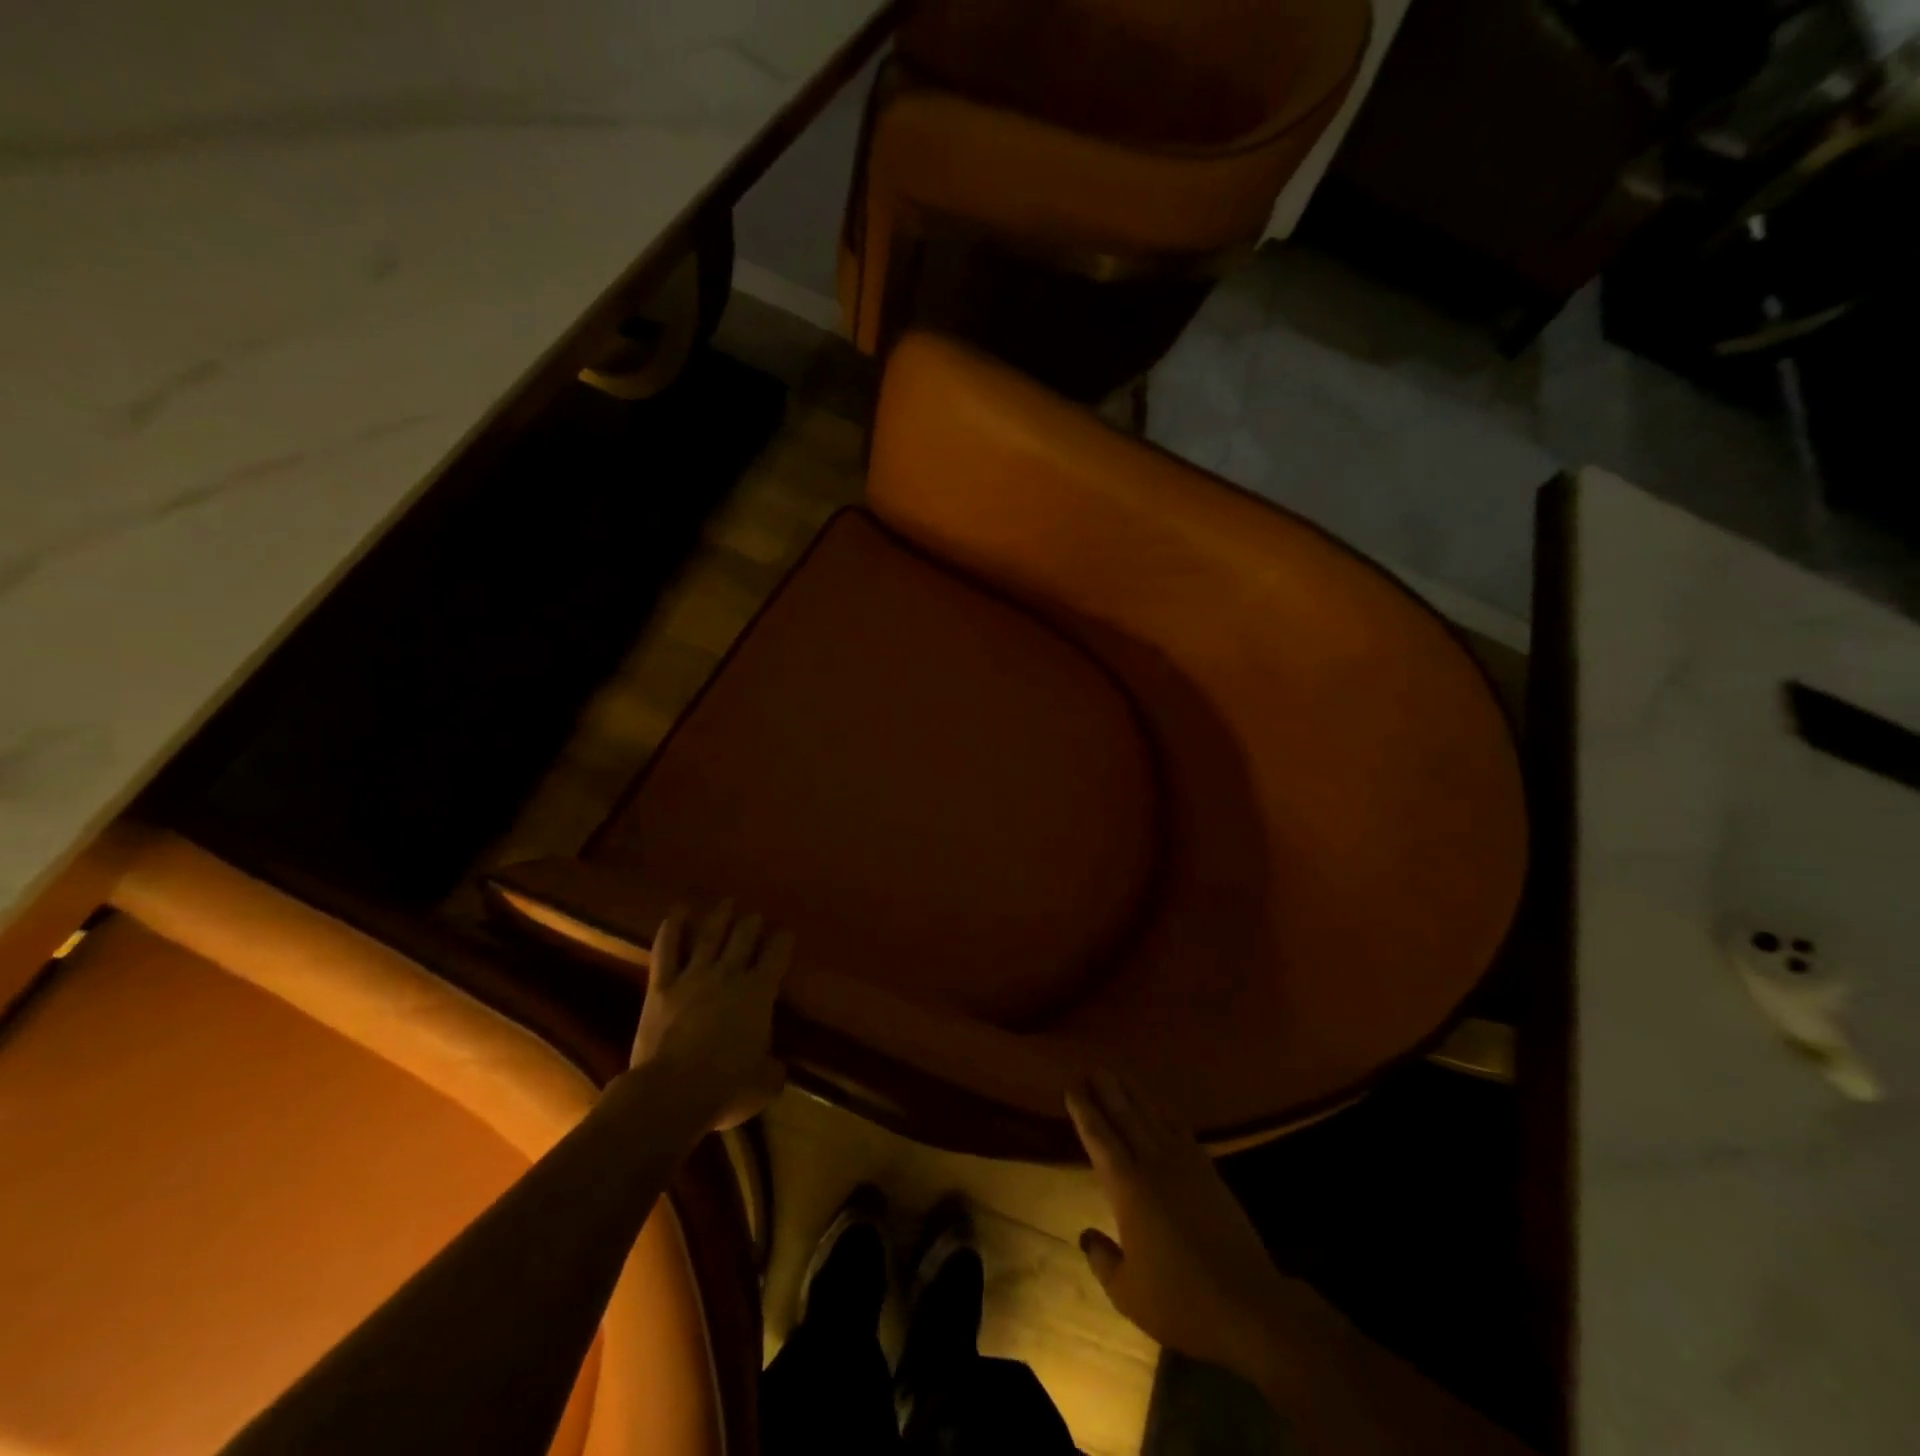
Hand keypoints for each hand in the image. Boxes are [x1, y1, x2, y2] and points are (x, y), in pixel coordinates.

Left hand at [629, 899, 792, 1131]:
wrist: (671, 1093)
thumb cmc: (726, 1088)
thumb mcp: (764, 1084)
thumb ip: (772, 1070)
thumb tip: (776, 1068)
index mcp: (760, 993)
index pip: (777, 955)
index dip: (783, 941)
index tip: (787, 933)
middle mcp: (730, 975)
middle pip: (744, 937)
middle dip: (752, 923)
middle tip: (756, 915)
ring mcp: (693, 977)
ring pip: (710, 936)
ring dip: (720, 917)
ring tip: (727, 902)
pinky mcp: (662, 987)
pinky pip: (667, 950)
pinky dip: (672, 928)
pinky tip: (677, 911)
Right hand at [1066, 1070, 1344, 1381]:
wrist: (1248, 1304)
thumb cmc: (1181, 1301)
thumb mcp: (1128, 1293)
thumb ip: (1103, 1259)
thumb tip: (1087, 1235)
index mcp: (1127, 1187)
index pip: (1099, 1137)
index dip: (1084, 1109)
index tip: (1071, 1085)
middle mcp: (1152, 1164)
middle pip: (1124, 1115)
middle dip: (1106, 1089)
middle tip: (1091, 1067)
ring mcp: (1184, 1164)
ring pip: (1152, 1116)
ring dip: (1133, 1093)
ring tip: (1118, 1075)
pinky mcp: (1209, 1172)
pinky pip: (1180, 1129)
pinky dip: (1165, 1112)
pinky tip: (1159, 1106)